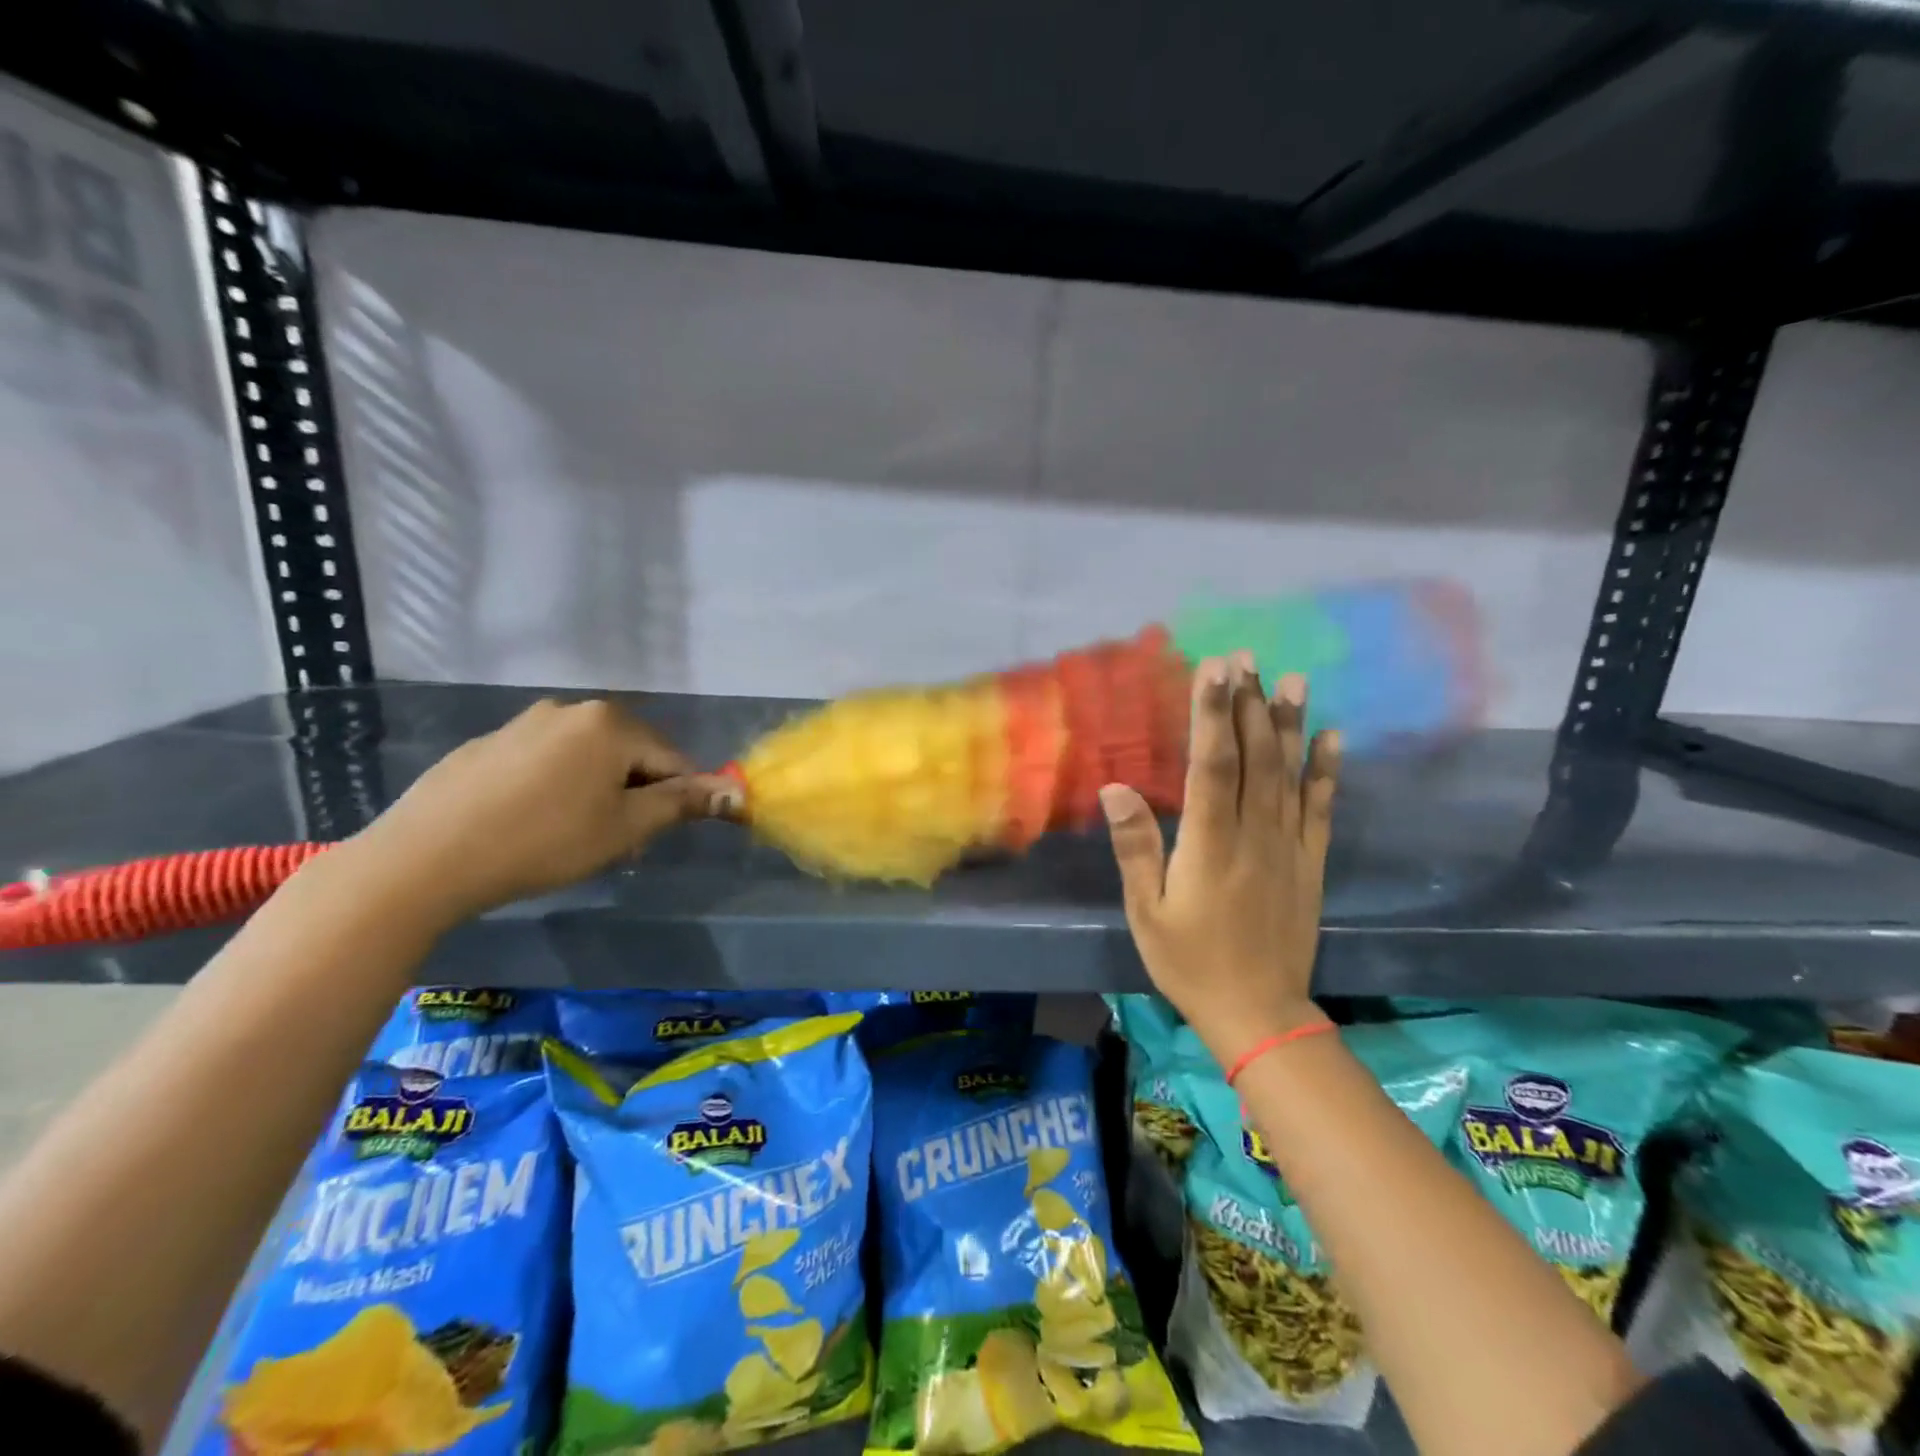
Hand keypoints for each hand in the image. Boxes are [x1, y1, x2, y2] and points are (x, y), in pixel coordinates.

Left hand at [351, 699, 735, 927]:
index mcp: (611, 723)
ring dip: (596, 790)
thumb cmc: (544, 842)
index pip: (672, 759)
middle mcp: (571, 709)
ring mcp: (524, 722)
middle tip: (613, 841)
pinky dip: (554, 786)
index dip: (675, 799)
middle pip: (629, 753)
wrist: (426, 858)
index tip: (651, 837)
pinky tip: (529, 823)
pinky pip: (544, 760)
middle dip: (634, 793)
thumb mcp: (624, 828)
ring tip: (570, 835)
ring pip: (586, 757)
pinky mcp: (488, 743)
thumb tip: (736, 792)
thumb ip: (682, 803)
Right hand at [1100, 654, 1339, 1068]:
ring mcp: (1288, 846)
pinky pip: (1320, 808)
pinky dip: (1326, 770)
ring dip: (1288, 723)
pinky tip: (1331, 736)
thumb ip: (1136, 847)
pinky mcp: (1310, 862)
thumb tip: (1116, 788)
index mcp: (1210, 843)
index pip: (1212, 765)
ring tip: (1291, 678)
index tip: (1215, 669)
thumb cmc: (1190, 962)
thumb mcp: (1147, 912)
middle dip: (1248, 704)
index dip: (1213, 714)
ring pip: (1288, 773)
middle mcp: (1254, 834)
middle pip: (1254, 757)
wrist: (1258, 1013)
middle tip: (1245, 657)